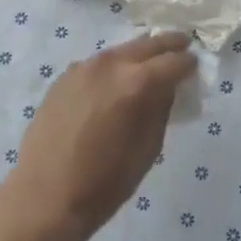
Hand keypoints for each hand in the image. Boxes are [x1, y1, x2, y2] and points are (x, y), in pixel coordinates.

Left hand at [9, 32, 197, 239]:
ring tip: (151, 63)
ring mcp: (82, 68)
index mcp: (136, 83)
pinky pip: (98, 64)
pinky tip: (116, 81)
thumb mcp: (148, 149)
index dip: (189, 64)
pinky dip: (114, 66)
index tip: (195, 67)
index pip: (173, 61)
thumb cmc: (105, 181)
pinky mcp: (63, 78)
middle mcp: (109, 65)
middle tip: (182, 47)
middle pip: (146, 44)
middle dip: (168, 46)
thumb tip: (167, 88)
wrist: (45, 196)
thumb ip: (161, 110)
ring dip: (139, 54)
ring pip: (120, 51)